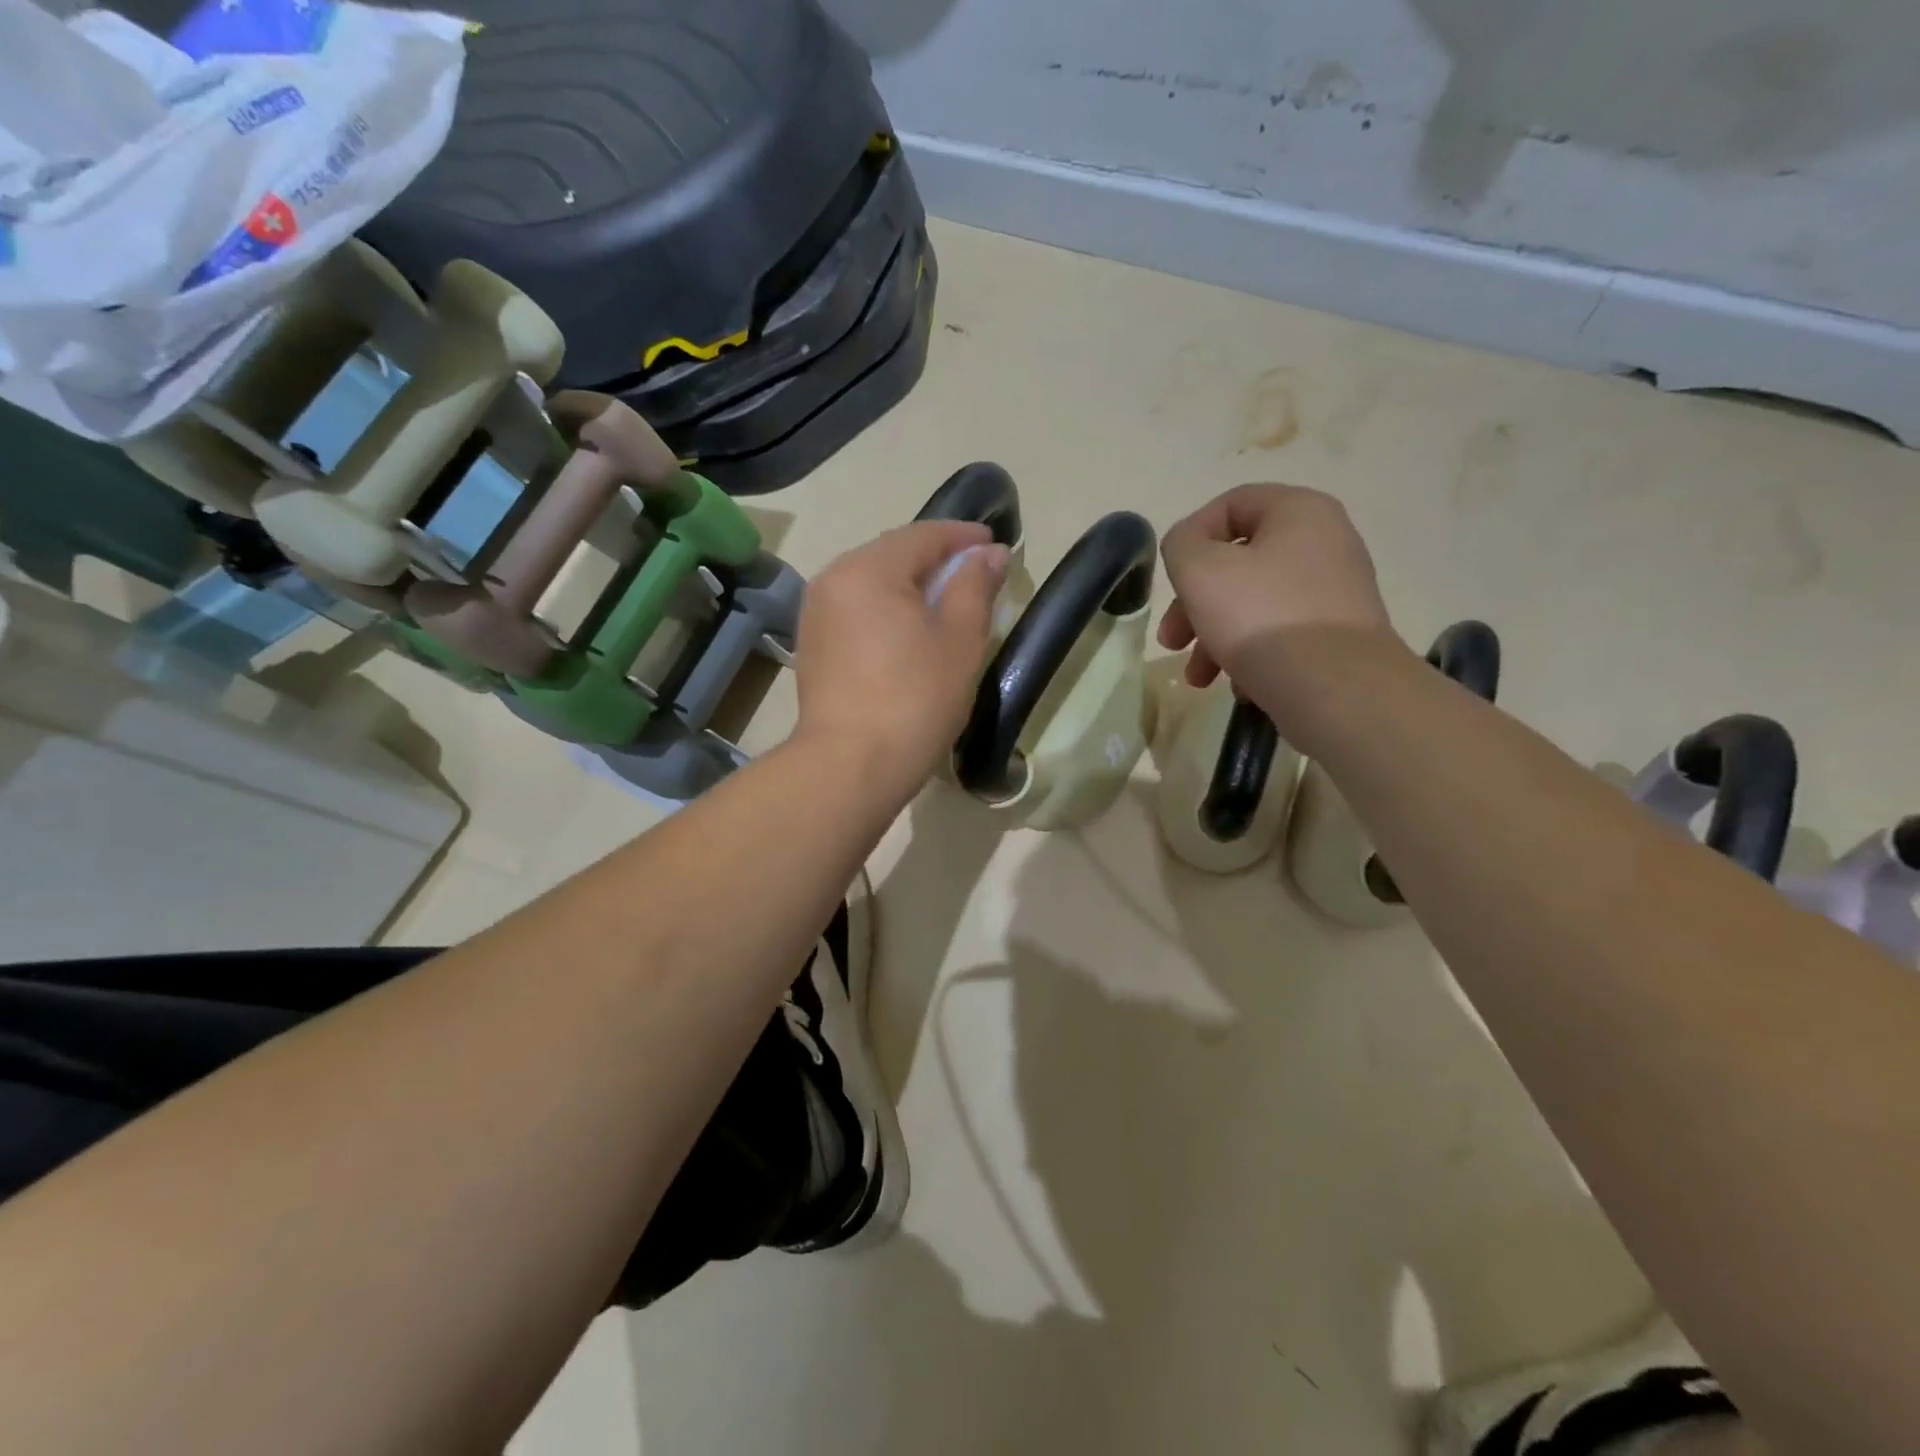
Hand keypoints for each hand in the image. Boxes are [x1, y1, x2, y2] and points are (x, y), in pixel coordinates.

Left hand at [794, 520, 1009, 802]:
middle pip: (893, 554)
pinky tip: (909, 630)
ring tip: (946, 604)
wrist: (850, 766)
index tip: (996, 545)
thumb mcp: (960, 640)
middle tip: (976, 575)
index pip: (923, 535)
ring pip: (873, 583)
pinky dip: (887, 609)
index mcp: (868, 568)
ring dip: (910, 585)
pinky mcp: (813, 645)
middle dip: (937, 559)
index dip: (964, 537)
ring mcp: (816, 613)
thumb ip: (975, 586)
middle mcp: (833, 579)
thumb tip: (989, 554)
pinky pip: (857, 610)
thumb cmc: (915, 699)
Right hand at [1158, 483, 1396, 711]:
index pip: (1231, 504)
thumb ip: (1181, 545)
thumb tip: (1189, 549)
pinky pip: (1281, 634)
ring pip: (1254, 603)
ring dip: (1214, 637)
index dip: (1190, 537)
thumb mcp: (1200, 571)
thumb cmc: (1262, 618)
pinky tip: (1240, 687)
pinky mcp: (1338, 636)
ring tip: (1199, 678)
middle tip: (1172, 641)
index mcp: (1298, 511)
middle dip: (1194, 604)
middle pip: (1238, 562)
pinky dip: (1252, 655)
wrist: (1338, 690)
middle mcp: (1325, 542)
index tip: (1171, 579)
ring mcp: (1336, 592)